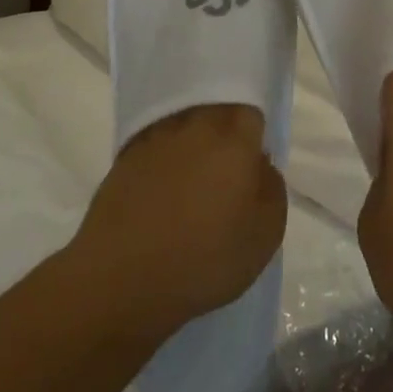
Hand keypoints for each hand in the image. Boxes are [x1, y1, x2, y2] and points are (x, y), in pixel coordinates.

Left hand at [73, 105, 286, 339]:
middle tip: (224, 171)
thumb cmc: (203, 259)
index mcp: (234, 138)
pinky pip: (155, 145)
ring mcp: (156, 137)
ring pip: (184, 125)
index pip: (251, 113)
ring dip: (191, 144)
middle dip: (223, 133)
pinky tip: (161, 193)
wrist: (120, 278)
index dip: (254, 134)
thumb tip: (259, 164)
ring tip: (190, 183)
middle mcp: (195, 124)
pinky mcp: (125, 155)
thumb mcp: (265, 237)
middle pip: (216, 112)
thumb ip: (272, 189)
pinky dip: (162, 160)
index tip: (252, 162)